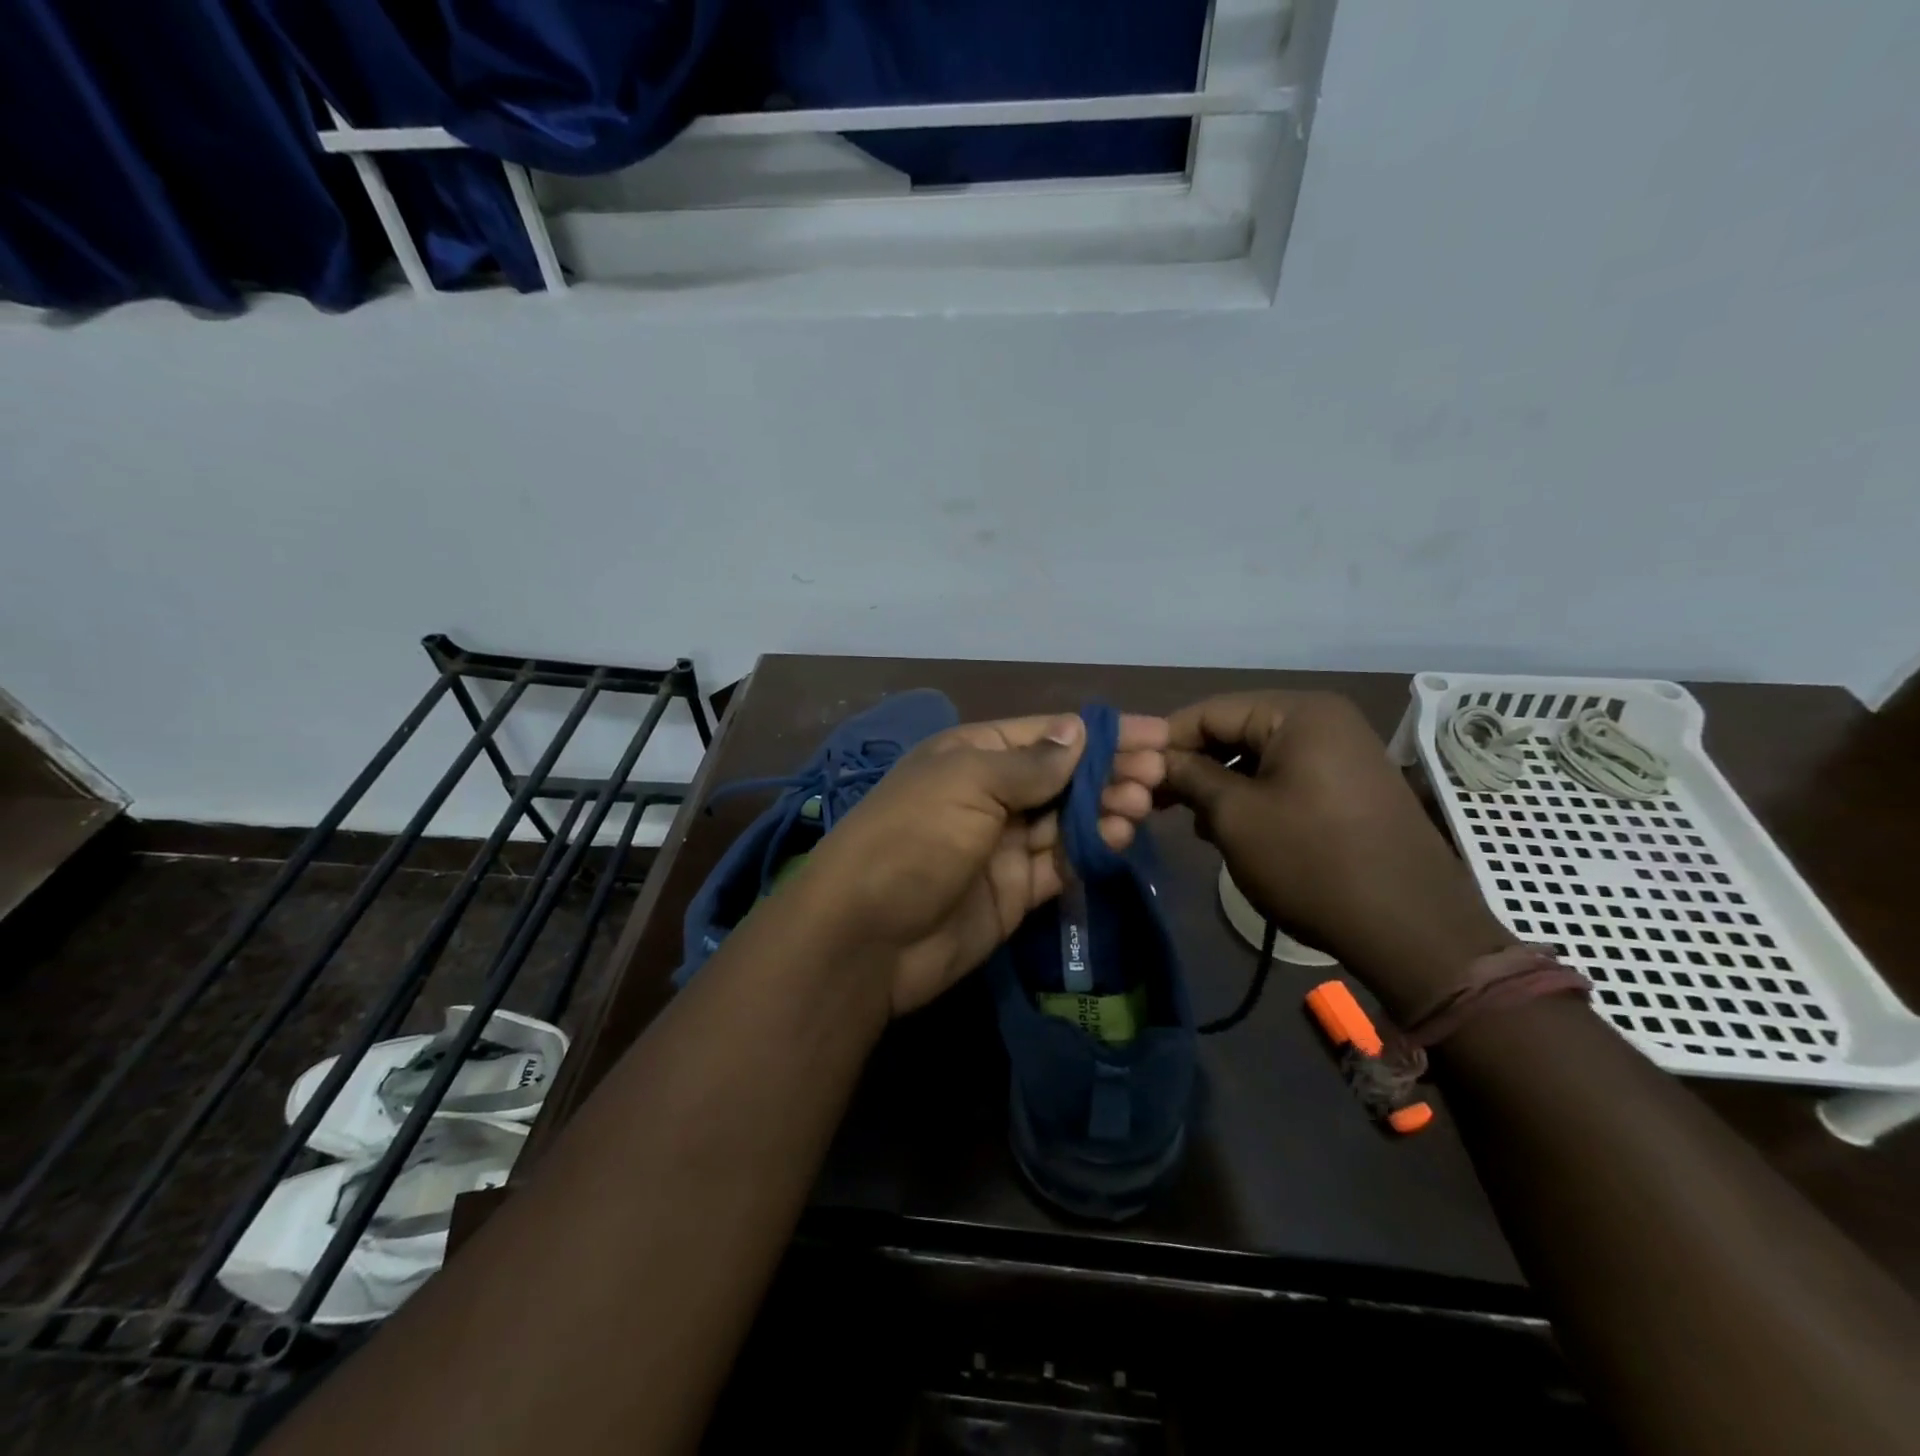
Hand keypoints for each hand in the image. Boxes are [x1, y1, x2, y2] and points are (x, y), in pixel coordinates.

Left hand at [798, 712, 1168, 1015]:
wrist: (867, 938)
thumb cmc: (914, 838)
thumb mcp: (968, 783)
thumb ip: (1030, 763)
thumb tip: (1078, 732)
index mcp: (972, 754)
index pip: (1048, 734)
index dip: (1100, 732)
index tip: (1156, 734)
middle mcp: (990, 794)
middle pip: (1063, 776)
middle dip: (1110, 770)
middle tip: (1158, 774)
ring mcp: (1003, 844)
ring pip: (1067, 819)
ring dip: (1106, 808)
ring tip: (1142, 804)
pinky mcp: (1014, 890)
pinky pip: (1061, 862)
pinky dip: (1091, 849)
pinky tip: (1118, 836)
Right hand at [1161, 692, 1513, 1018]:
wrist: (1413, 930)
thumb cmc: (1312, 862)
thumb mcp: (1236, 817)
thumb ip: (1189, 777)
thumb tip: (1156, 761)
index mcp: (1299, 713)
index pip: (1210, 710)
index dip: (1165, 741)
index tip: (1130, 774)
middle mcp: (1325, 721)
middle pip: (1235, 731)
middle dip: (1193, 766)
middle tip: (1155, 802)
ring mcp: (1343, 754)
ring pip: (1258, 758)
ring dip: (1220, 786)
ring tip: (1193, 823)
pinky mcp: (1350, 788)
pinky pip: (1286, 778)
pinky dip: (1253, 798)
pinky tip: (1233, 831)